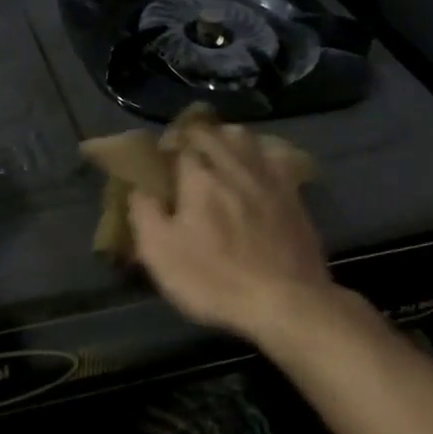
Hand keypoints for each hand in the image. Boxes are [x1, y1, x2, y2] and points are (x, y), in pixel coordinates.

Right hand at [128, 124, 335, 342]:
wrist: (286, 301)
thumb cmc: (215, 280)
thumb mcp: (161, 254)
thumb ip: (144, 213)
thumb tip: (139, 188)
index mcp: (199, 177)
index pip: (177, 145)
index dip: (164, 148)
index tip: (156, 162)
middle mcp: (233, 166)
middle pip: (211, 132)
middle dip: (191, 136)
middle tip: (181, 153)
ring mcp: (267, 176)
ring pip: (244, 136)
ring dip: (225, 137)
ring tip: (216, 152)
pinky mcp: (293, 192)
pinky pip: (276, 155)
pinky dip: (260, 151)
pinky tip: (256, 163)